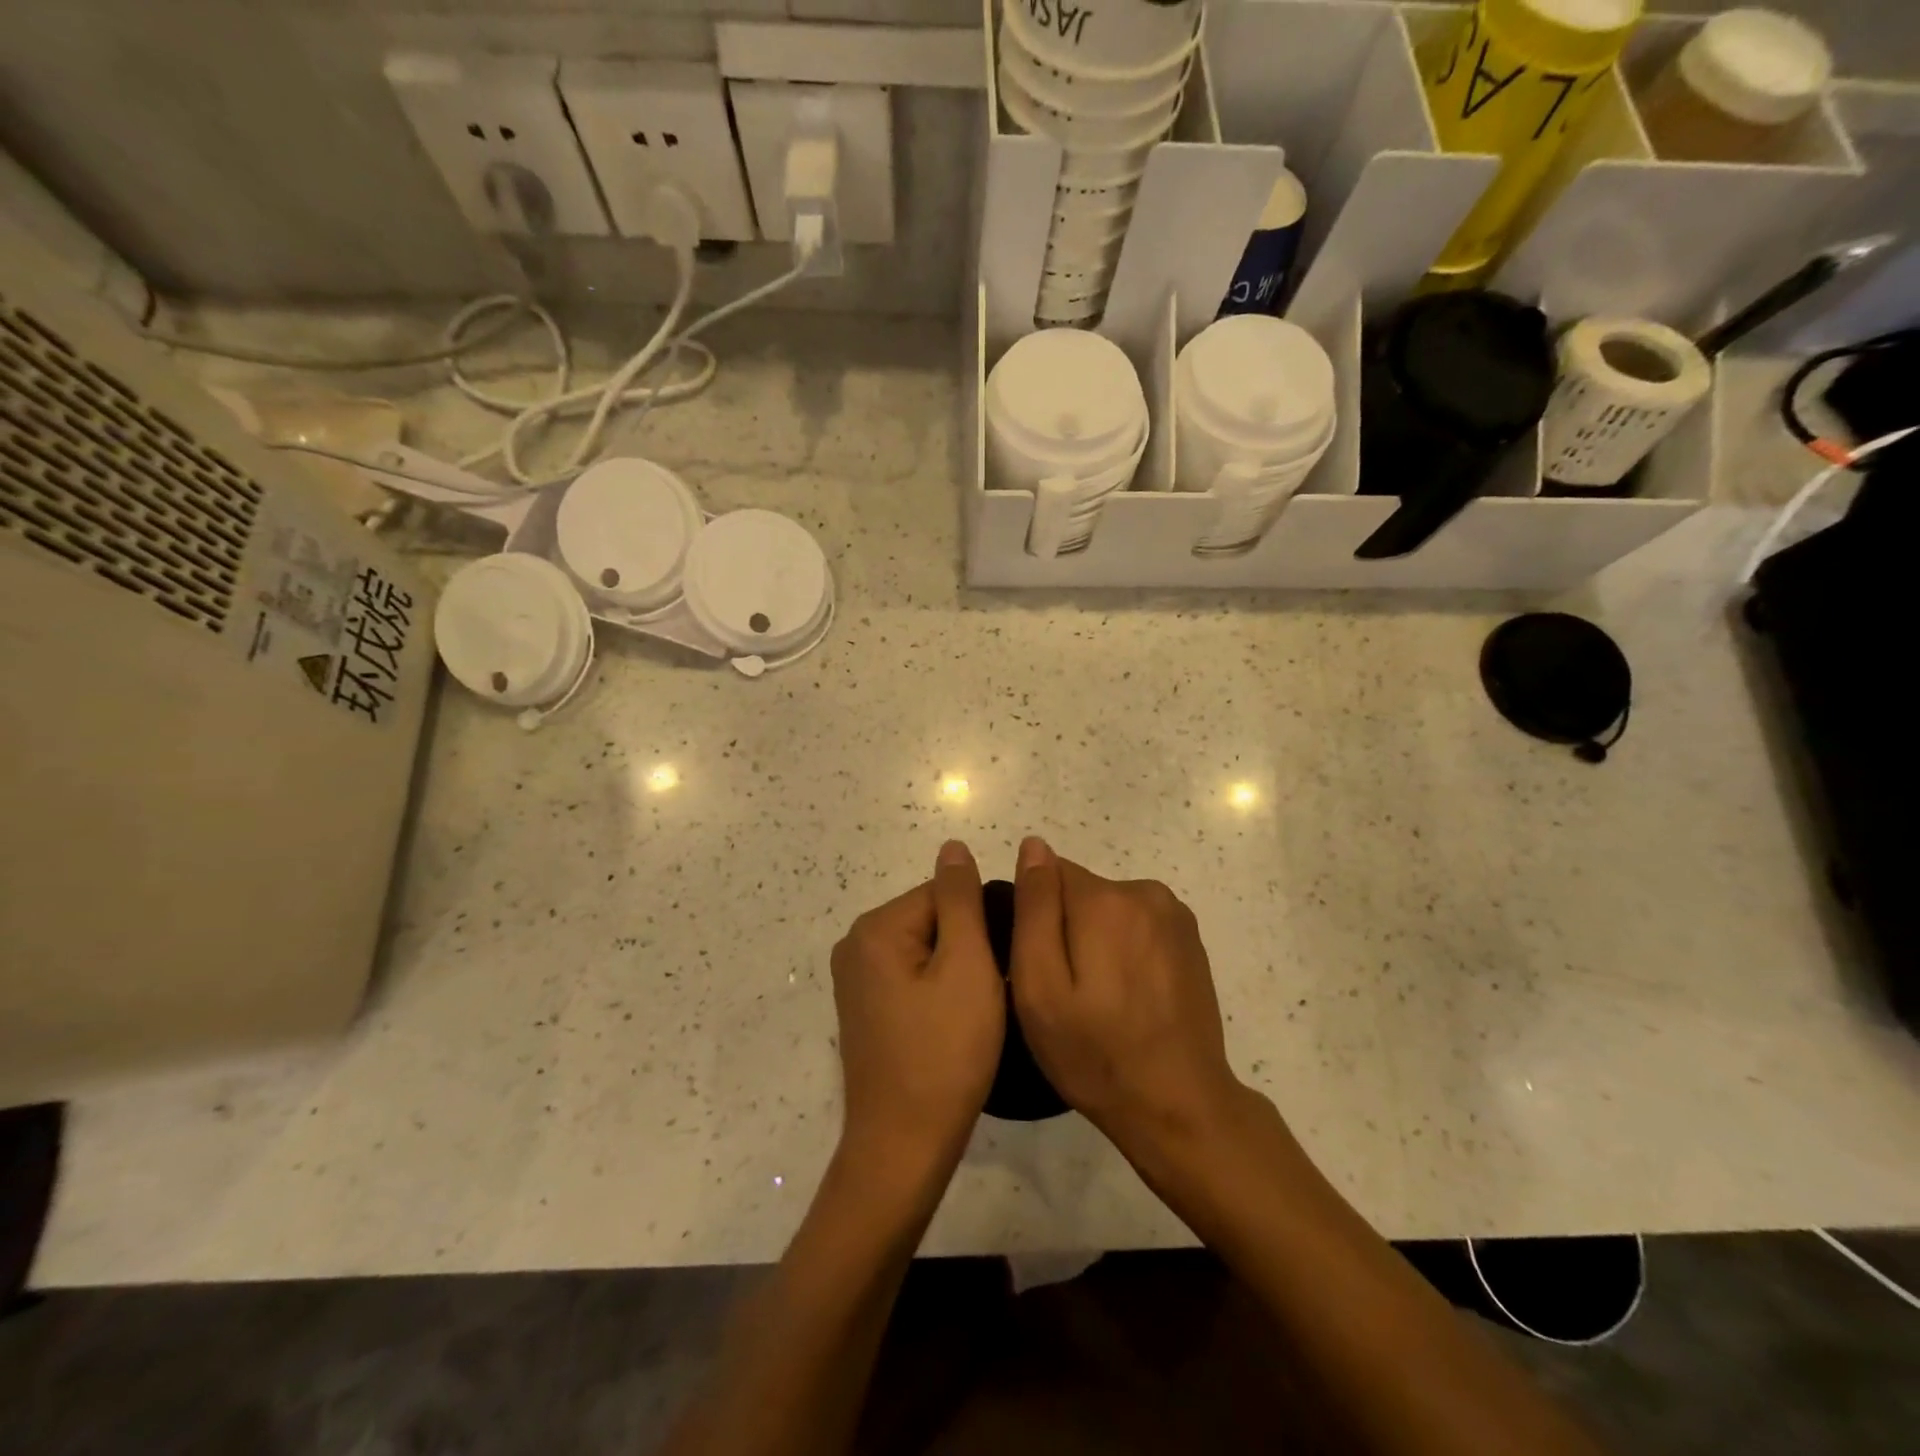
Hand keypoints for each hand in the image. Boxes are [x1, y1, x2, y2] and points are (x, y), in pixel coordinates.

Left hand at [829, 841, 1004, 1176]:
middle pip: (932, 919)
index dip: (982, 924)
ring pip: (925, 950)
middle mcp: (855, 944)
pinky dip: (937, 990)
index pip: (944, 893)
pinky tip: (953, 1024)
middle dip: (967, 946)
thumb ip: (961, 899)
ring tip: (977, 1011)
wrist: (904, 1146)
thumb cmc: (945, 1053)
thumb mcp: (966, 966)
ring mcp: (855, 979)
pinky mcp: (863, 1009)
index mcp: (876, 927)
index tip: (1001, 965)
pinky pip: (911, 977)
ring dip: (956, 970)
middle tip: (992, 992)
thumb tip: (953, 846)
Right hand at [1009, 837, 1250, 1166]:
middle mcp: (1144, 891)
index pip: (1048, 876)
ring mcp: (1174, 914)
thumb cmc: (1096, 1053)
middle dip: (1066, 928)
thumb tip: (1033, 846)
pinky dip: (1125, 949)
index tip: (1039, 965)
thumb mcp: (1040, 987)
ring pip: (1109, 909)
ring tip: (1098, 998)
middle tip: (1066, 991)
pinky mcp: (1190, 939)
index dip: (1034, 918)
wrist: (1179, 1105)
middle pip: (1080, 891)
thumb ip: (1034, 909)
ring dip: (1096, 939)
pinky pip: (1137, 925)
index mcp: (1106, 900)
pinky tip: (1129, 997)